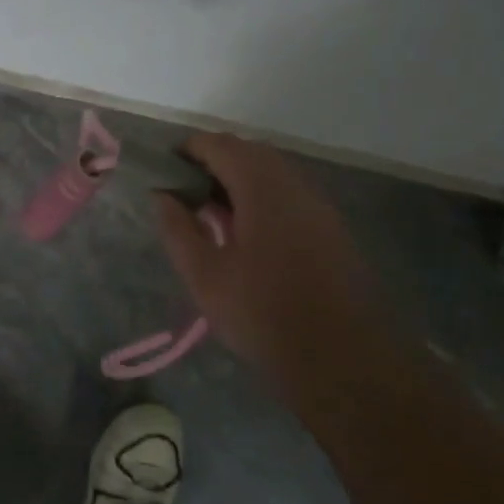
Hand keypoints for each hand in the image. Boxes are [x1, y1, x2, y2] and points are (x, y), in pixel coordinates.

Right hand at [154, 133, 386, 376]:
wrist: (341, 358)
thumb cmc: (263, 313)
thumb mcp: (204, 275)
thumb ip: (178, 229)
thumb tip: (161, 195)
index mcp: (262, 187)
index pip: (219, 145)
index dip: (186, 151)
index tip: (162, 174)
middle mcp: (294, 184)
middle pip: (247, 152)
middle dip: (211, 164)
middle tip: (183, 195)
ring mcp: (318, 204)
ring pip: (271, 173)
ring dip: (237, 181)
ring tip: (209, 215)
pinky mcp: (330, 227)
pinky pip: (288, 194)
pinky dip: (260, 198)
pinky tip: (245, 234)